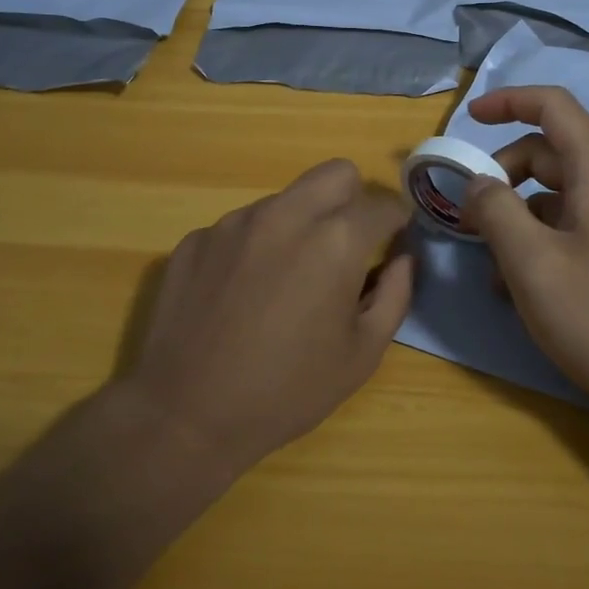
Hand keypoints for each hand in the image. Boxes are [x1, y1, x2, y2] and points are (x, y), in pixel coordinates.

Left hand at [126, 159, 412, 472]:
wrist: (185, 415)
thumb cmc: (287, 391)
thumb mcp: (362, 354)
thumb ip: (395, 294)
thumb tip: (402, 258)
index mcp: (335, 241)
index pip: (382, 205)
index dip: (397, 223)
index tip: (393, 243)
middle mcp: (285, 215)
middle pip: (335, 173)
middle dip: (353, 199)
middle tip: (347, 246)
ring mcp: (234, 222)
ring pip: (286, 199)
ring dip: (301, 223)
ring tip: (287, 280)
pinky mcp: (196, 238)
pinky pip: (242, 226)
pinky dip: (256, 246)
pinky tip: (241, 294)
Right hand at [460, 86, 588, 418]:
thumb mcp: (530, 262)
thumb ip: (495, 209)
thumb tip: (478, 183)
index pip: (554, 107)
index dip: (508, 101)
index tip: (469, 119)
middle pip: (550, 152)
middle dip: (503, 172)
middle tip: (468, 212)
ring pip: (556, 192)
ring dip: (515, 212)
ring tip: (487, 259)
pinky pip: (570, 223)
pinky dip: (536, 237)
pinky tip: (514, 283)